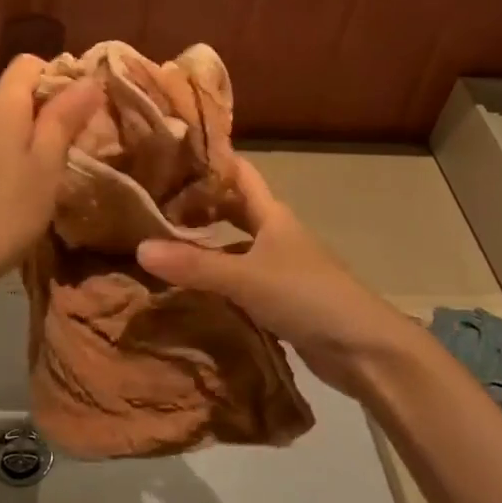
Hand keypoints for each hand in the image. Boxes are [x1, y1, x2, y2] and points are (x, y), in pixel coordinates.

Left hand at [0, 56, 102, 297]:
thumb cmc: (6, 213)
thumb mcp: (46, 166)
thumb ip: (65, 118)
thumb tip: (88, 79)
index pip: (28, 64)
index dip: (58, 77)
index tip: (82, 110)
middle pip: (13, 94)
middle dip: (45, 112)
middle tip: (73, 147)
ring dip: (23, 138)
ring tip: (44, 175)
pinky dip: (2, 157)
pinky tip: (11, 193)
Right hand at [136, 159, 418, 399]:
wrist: (361, 349)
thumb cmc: (307, 296)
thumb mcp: (246, 277)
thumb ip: (195, 265)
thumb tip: (140, 248)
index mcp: (272, 215)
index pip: (240, 173)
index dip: (211, 160)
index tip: (170, 154)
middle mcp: (275, 235)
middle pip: (233, 210)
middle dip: (198, 205)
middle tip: (152, 204)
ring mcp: (279, 268)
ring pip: (233, 247)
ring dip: (204, 246)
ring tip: (159, 245)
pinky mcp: (279, 300)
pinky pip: (238, 281)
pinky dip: (214, 281)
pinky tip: (187, 289)